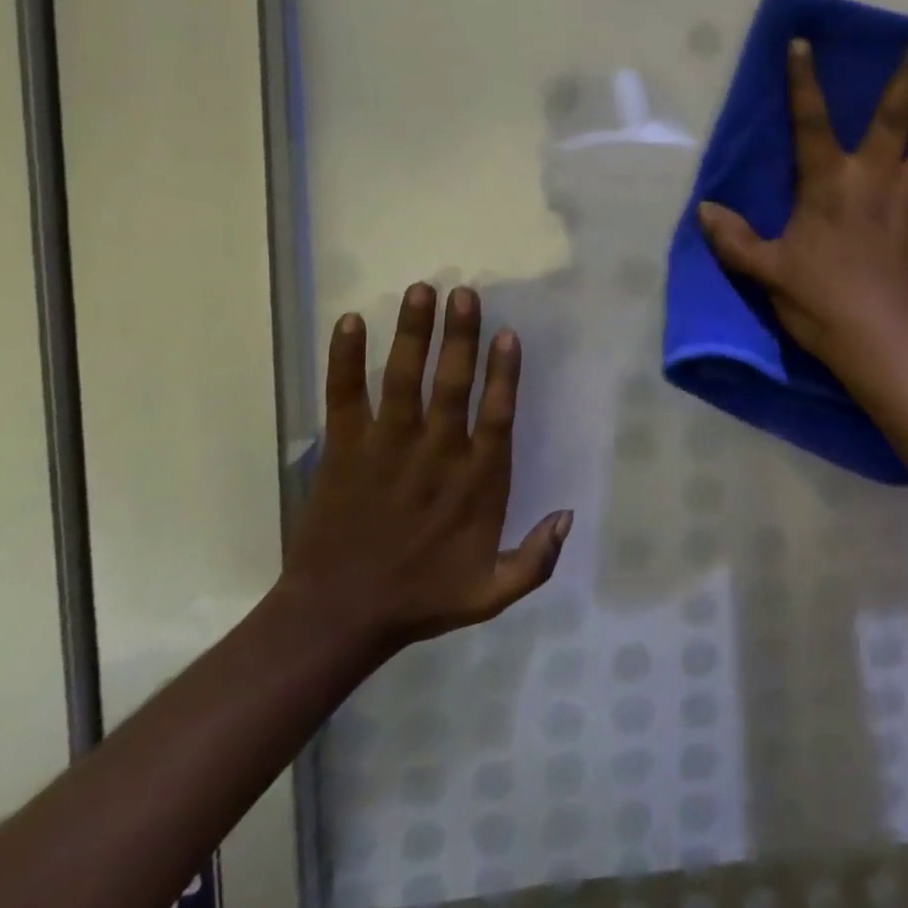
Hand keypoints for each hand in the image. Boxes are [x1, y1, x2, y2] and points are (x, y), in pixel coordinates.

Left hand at [281, 285, 570, 653]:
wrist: (338, 617)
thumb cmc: (421, 599)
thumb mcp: (491, 594)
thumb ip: (537, 559)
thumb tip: (569, 514)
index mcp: (476, 482)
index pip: (496, 415)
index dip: (505, 372)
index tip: (508, 333)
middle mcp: (435, 454)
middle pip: (452, 384)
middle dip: (460, 336)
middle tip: (464, 293)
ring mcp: (386, 448)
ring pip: (402, 379)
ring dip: (412, 333)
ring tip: (421, 290)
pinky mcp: (343, 451)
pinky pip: (344, 397)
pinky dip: (345, 360)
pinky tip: (349, 321)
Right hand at [698, 30, 907, 373]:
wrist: (883, 342)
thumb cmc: (821, 304)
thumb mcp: (766, 273)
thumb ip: (735, 240)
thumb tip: (703, 210)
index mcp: (828, 183)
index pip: (808, 121)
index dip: (802, 81)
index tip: (803, 42)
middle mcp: (876, 176)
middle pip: (895, 114)